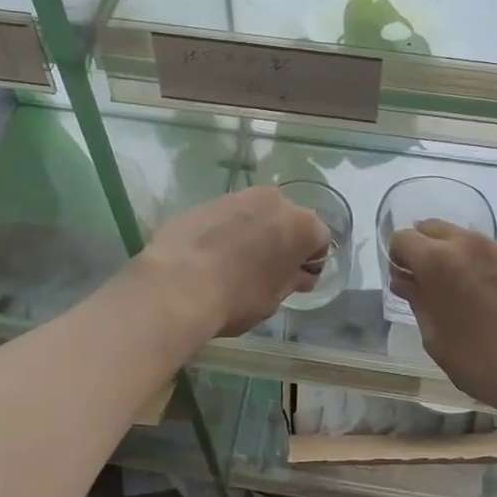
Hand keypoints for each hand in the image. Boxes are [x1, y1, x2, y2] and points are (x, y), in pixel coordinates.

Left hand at [135, 186, 328, 338]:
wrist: (177, 284)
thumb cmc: (236, 298)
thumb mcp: (273, 300)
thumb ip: (290, 280)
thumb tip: (298, 275)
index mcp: (302, 225)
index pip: (319, 239)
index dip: (310, 261)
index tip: (296, 280)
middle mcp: (276, 201)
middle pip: (288, 219)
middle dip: (283, 240)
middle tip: (267, 270)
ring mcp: (239, 196)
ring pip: (257, 213)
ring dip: (254, 232)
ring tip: (236, 261)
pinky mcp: (208, 200)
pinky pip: (228, 215)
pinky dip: (227, 229)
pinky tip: (211, 254)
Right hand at [389, 219, 496, 413]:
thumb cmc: (482, 361)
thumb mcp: (436, 338)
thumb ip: (417, 300)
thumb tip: (406, 281)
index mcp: (439, 260)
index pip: (403, 238)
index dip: (398, 258)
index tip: (405, 281)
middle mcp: (470, 243)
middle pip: (433, 228)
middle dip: (424, 248)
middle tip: (429, 282)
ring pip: (466, 238)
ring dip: (456, 255)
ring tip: (467, 290)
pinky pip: (496, 252)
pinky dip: (486, 264)